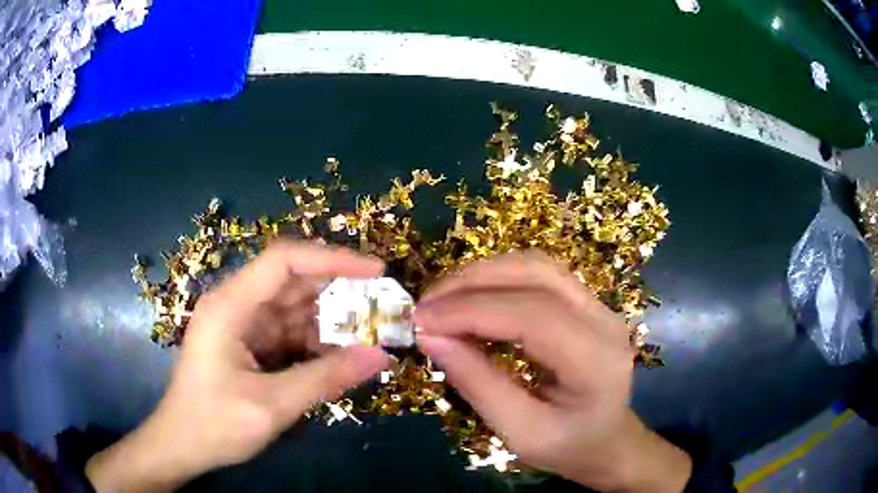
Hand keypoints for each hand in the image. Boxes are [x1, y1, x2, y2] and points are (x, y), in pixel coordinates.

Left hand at [86, 242, 388, 491]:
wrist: (181, 446)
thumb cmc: (214, 424)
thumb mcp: (271, 406)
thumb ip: (325, 379)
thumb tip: (381, 357)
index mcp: (230, 306)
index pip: (283, 261)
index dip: (331, 258)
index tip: (375, 271)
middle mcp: (235, 305)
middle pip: (291, 280)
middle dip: (337, 289)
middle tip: (381, 303)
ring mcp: (241, 324)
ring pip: (293, 307)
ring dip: (329, 319)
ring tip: (369, 331)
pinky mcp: (248, 344)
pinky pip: (288, 332)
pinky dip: (315, 341)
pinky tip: (340, 355)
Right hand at [415, 252, 690, 491]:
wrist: (609, 441)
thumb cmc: (568, 448)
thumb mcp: (520, 433)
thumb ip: (478, 384)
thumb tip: (431, 337)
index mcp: (597, 362)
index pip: (533, 316)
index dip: (471, 311)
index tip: (421, 321)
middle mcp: (605, 320)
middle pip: (536, 275)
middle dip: (471, 284)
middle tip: (425, 306)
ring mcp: (599, 306)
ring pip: (536, 266)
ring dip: (482, 274)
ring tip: (442, 300)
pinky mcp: (586, 303)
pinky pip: (539, 275)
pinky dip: (498, 279)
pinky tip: (471, 298)